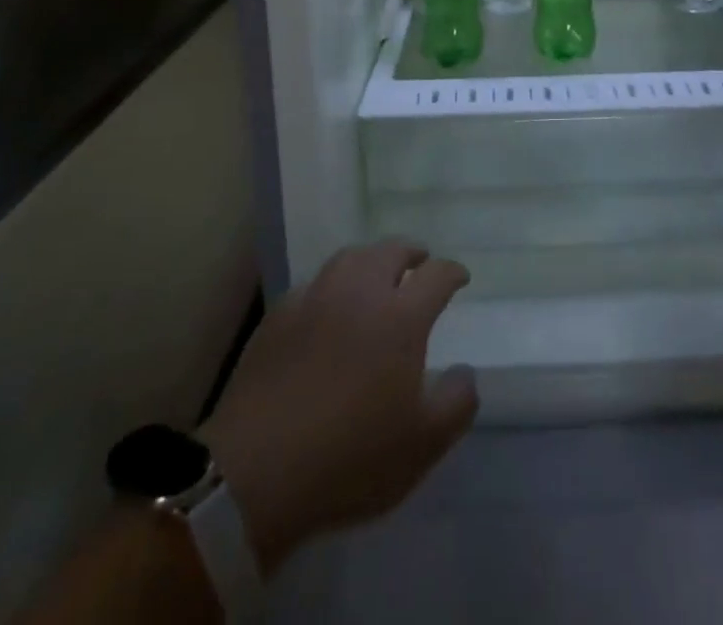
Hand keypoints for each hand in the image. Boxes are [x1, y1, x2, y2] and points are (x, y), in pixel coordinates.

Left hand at [198, 241, 477, 574]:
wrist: (256, 472)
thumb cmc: (350, 458)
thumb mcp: (423, 445)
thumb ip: (457, 402)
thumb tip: (465, 372)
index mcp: (400, 317)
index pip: (436, 275)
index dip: (452, 272)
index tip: (460, 277)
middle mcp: (360, 293)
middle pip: (390, 251)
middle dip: (411, 253)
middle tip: (419, 263)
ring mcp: (315, 299)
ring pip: (349, 258)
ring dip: (370, 260)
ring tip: (376, 275)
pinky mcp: (278, 316)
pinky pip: (314, 284)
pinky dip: (331, 286)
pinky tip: (327, 306)